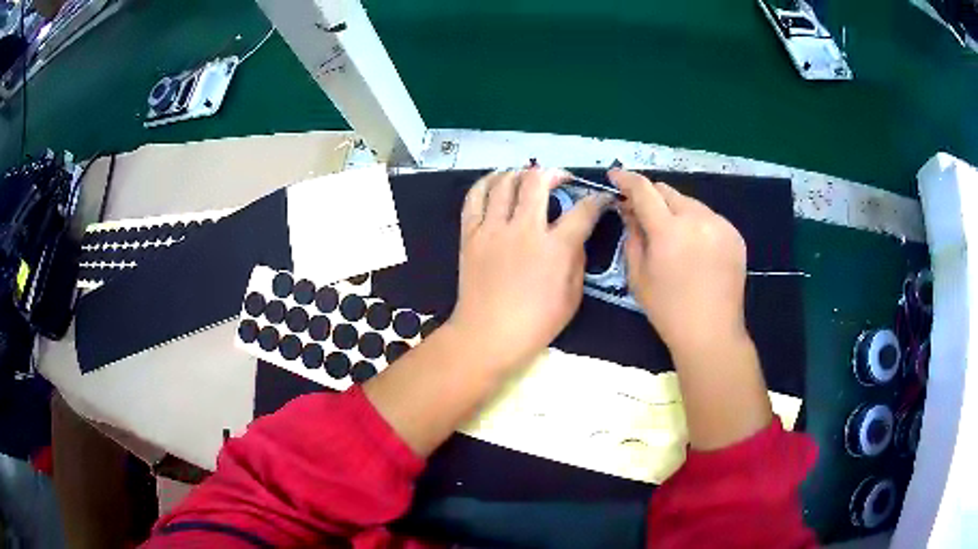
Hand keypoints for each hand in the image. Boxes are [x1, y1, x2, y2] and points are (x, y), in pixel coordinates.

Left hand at [448, 168, 609, 373]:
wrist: (488, 335)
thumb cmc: (536, 323)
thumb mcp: (572, 297)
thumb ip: (577, 259)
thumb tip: (576, 234)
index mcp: (555, 248)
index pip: (583, 210)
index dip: (597, 200)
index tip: (601, 198)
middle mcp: (524, 229)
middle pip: (537, 181)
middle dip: (555, 173)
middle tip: (561, 179)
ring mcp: (493, 229)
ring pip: (504, 182)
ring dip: (520, 173)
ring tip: (528, 177)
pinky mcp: (470, 234)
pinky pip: (474, 197)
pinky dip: (486, 182)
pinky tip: (496, 181)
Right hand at [610, 170, 770, 450]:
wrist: (712, 332)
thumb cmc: (668, 310)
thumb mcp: (638, 276)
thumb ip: (632, 236)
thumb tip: (629, 210)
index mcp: (669, 231)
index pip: (643, 190)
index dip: (626, 179)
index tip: (615, 175)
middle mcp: (697, 219)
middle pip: (668, 191)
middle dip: (651, 196)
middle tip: (641, 212)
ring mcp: (720, 225)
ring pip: (689, 202)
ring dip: (674, 210)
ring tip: (670, 234)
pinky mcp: (734, 234)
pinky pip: (708, 217)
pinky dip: (695, 223)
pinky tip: (693, 245)